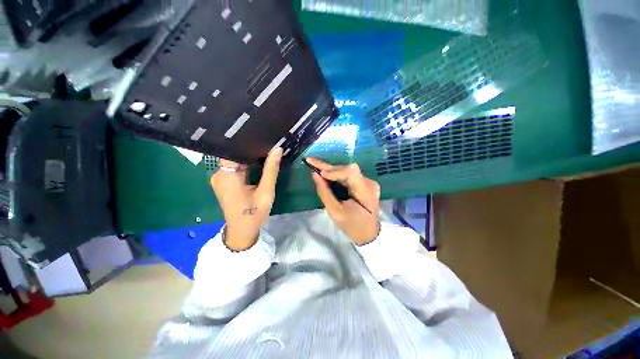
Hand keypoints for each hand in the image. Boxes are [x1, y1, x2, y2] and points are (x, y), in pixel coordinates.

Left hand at [210, 148, 282, 250]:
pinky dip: (245, 164)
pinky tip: (257, 161)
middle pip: (234, 154)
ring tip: (264, 149)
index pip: (234, 150)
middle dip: (250, 149)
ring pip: (234, 160)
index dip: (247, 142)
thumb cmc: (254, 213)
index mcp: (228, 176)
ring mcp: (219, 178)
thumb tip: (277, 149)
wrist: (242, 231)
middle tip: (267, 142)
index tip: (261, 135)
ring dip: (248, 157)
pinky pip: (234, 168)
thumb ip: (271, 170)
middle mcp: (219, 174)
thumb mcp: (266, 191)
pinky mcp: (223, 182)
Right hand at [307, 158, 380, 245]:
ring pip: (347, 171)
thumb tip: (315, 175)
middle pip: (347, 169)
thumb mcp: (335, 212)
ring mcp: (368, 182)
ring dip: (331, 170)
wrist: (368, 234)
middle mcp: (369, 183)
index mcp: (365, 192)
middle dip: (328, 167)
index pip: (351, 172)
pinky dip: (336, 175)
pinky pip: (348, 176)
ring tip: (315, 166)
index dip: (334, 171)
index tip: (319, 173)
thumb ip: (325, 193)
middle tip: (310, 161)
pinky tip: (325, 174)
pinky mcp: (364, 184)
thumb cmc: (352, 226)